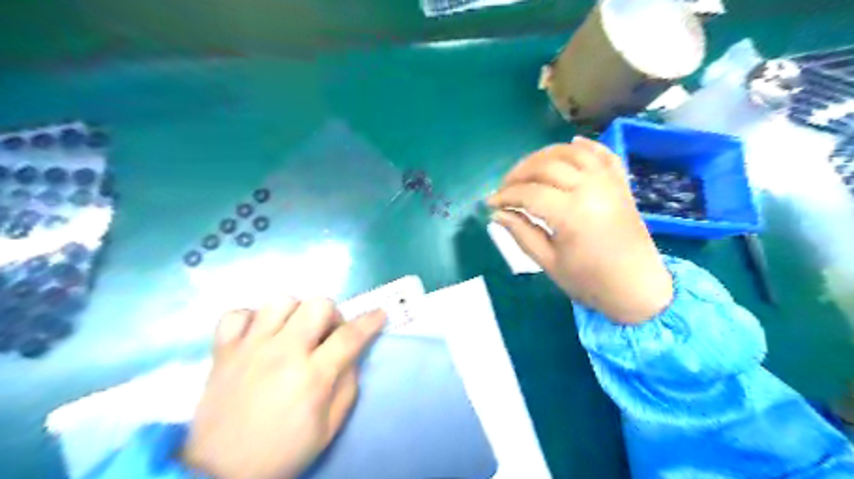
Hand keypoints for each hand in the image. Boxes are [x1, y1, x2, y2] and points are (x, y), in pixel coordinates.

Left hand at [186, 297, 386, 476]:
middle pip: (317, 305)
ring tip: (291, 333)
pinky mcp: (223, 351)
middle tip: (325, 335)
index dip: (370, 321)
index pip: (350, 336)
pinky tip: (258, 336)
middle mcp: (282, 353)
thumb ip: (347, 386)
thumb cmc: (283, 451)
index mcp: (312, 376)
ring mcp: (250, 348)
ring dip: (294, 313)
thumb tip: (352, 355)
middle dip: (331, 315)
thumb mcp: (329, 428)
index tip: (379, 314)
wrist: (219, 473)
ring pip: (280, 301)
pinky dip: (251, 319)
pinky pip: (237, 314)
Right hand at [490, 137, 669, 323]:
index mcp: (571, 214)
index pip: (529, 193)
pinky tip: (571, 144)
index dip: (505, 196)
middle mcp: (590, 189)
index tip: (490, 203)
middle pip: (546, 165)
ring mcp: (608, 182)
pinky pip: (603, 153)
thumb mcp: (548, 262)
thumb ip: (521, 233)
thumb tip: (496, 214)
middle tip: (504, 188)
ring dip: (544, 155)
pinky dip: (586, 145)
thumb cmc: (589, 281)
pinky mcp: (621, 183)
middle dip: (519, 173)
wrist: (636, 288)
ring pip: (571, 152)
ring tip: (528, 170)